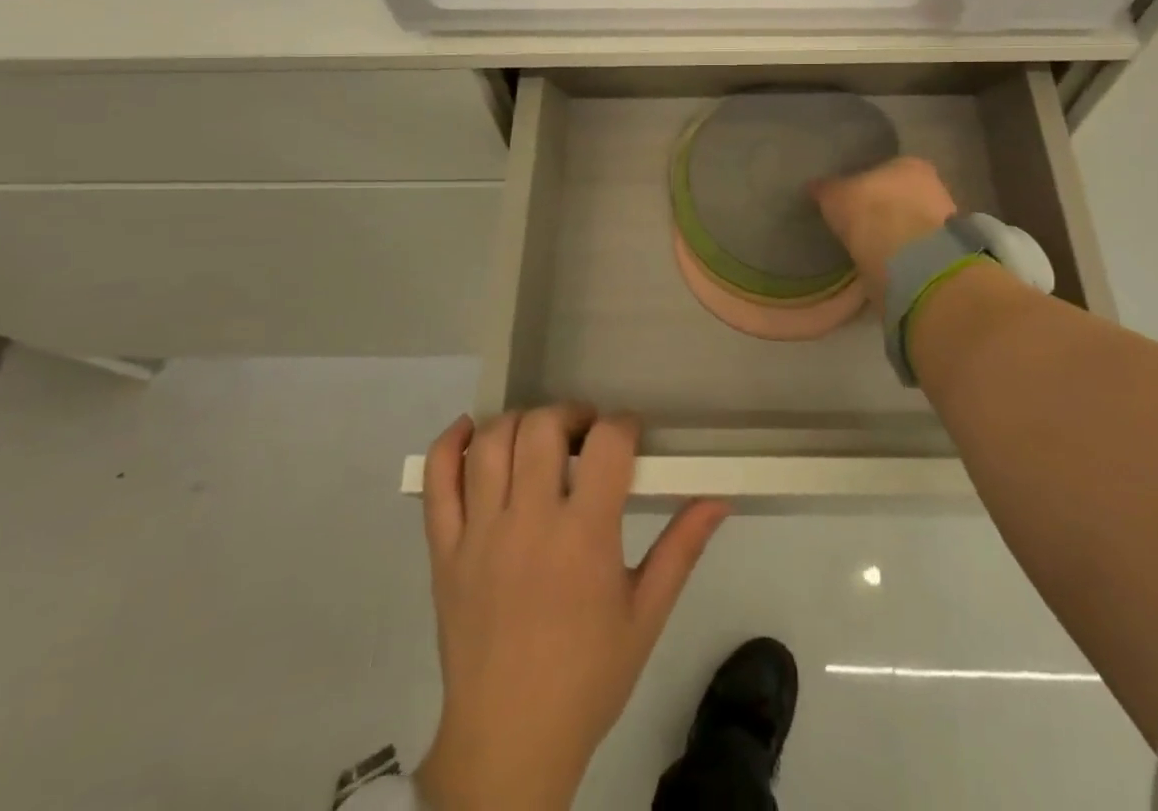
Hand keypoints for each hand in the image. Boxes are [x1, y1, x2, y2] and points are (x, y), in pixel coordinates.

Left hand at [415, 406, 729, 810]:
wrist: (509, 743)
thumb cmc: (587, 678)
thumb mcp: (646, 615)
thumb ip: (682, 548)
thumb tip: (720, 497)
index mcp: (584, 538)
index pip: (606, 444)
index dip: (623, 426)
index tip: (629, 436)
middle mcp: (529, 523)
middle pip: (542, 427)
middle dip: (570, 415)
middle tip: (584, 434)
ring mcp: (479, 534)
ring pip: (491, 442)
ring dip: (519, 423)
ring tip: (538, 440)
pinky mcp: (443, 550)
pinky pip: (436, 480)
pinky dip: (449, 444)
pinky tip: (472, 434)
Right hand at [809, 156, 958, 316]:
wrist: (909, 258)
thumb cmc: (870, 211)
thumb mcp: (835, 196)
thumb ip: (826, 189)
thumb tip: (814, 186)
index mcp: (908, 163)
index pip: (885, 168)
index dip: (867, 183)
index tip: (852, 197)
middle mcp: (931, 184)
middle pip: (901, 194)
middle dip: (884, 207)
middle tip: (860, 222)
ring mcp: (942, 220)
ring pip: (911, 221)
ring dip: (895, 232)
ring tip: (870, 246)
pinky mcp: (944, 253)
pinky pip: (915, 248)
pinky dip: (902, 253)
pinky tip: (885, 262)